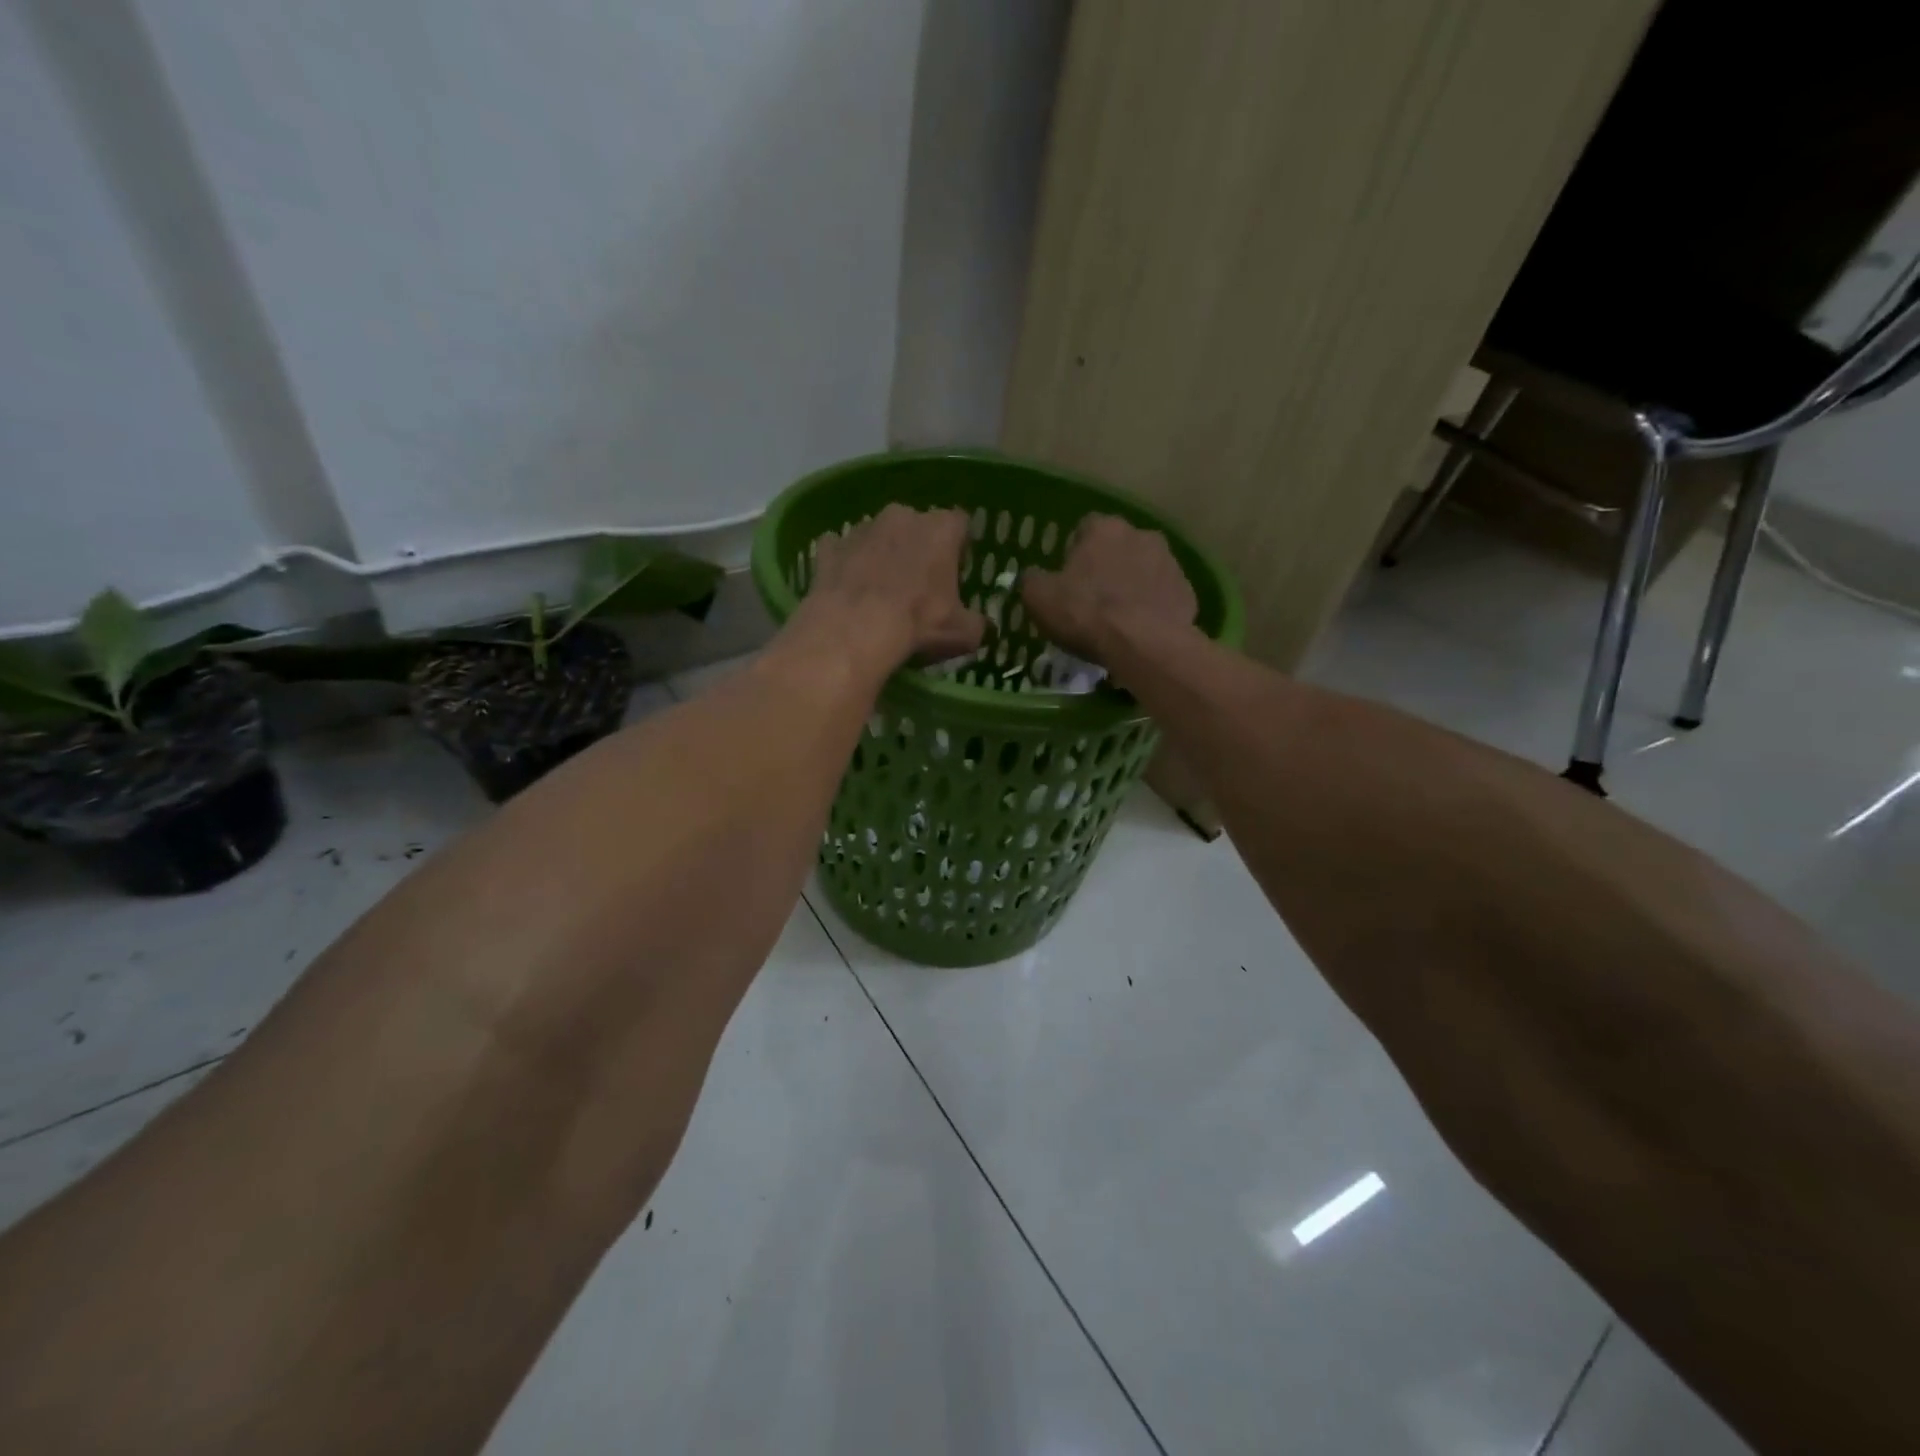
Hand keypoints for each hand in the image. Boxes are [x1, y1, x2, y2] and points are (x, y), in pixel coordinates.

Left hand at [799, 505, 985, 665]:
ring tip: (880, 591)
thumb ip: (977, 624)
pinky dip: (845, 565)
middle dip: (918, 548)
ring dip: (881, 555)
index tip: (956, 572)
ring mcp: (861, 529)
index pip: (959, 525)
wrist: (854, 631)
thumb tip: (981, 627)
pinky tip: (848, 590)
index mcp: (941, 529)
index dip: (959, 548)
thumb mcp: (963, 633)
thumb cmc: (918, 623)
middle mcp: (902, 516)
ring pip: (878, 536)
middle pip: (916, 526)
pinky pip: (840, 551)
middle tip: (918, 584)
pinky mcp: (829, 548)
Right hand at [1021, 514, 1196, 665]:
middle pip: (1118, 547)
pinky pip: (1164, 596)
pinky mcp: (1187, 592)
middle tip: (1093, 599)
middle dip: (1107, 567)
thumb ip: (1032, 579)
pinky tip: (1141, 631)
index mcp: (1104, 529)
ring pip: (1145, 569)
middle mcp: (1141, 534)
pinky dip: (1154, 608)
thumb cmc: (1085, 613)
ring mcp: (1170, 562)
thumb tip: (1034, 576)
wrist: (1143, 644)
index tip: (1068, 579)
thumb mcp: (1038, 597)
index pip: (1085, 528)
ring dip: (1133, 586)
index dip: (1074, 552)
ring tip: (1119, 619)